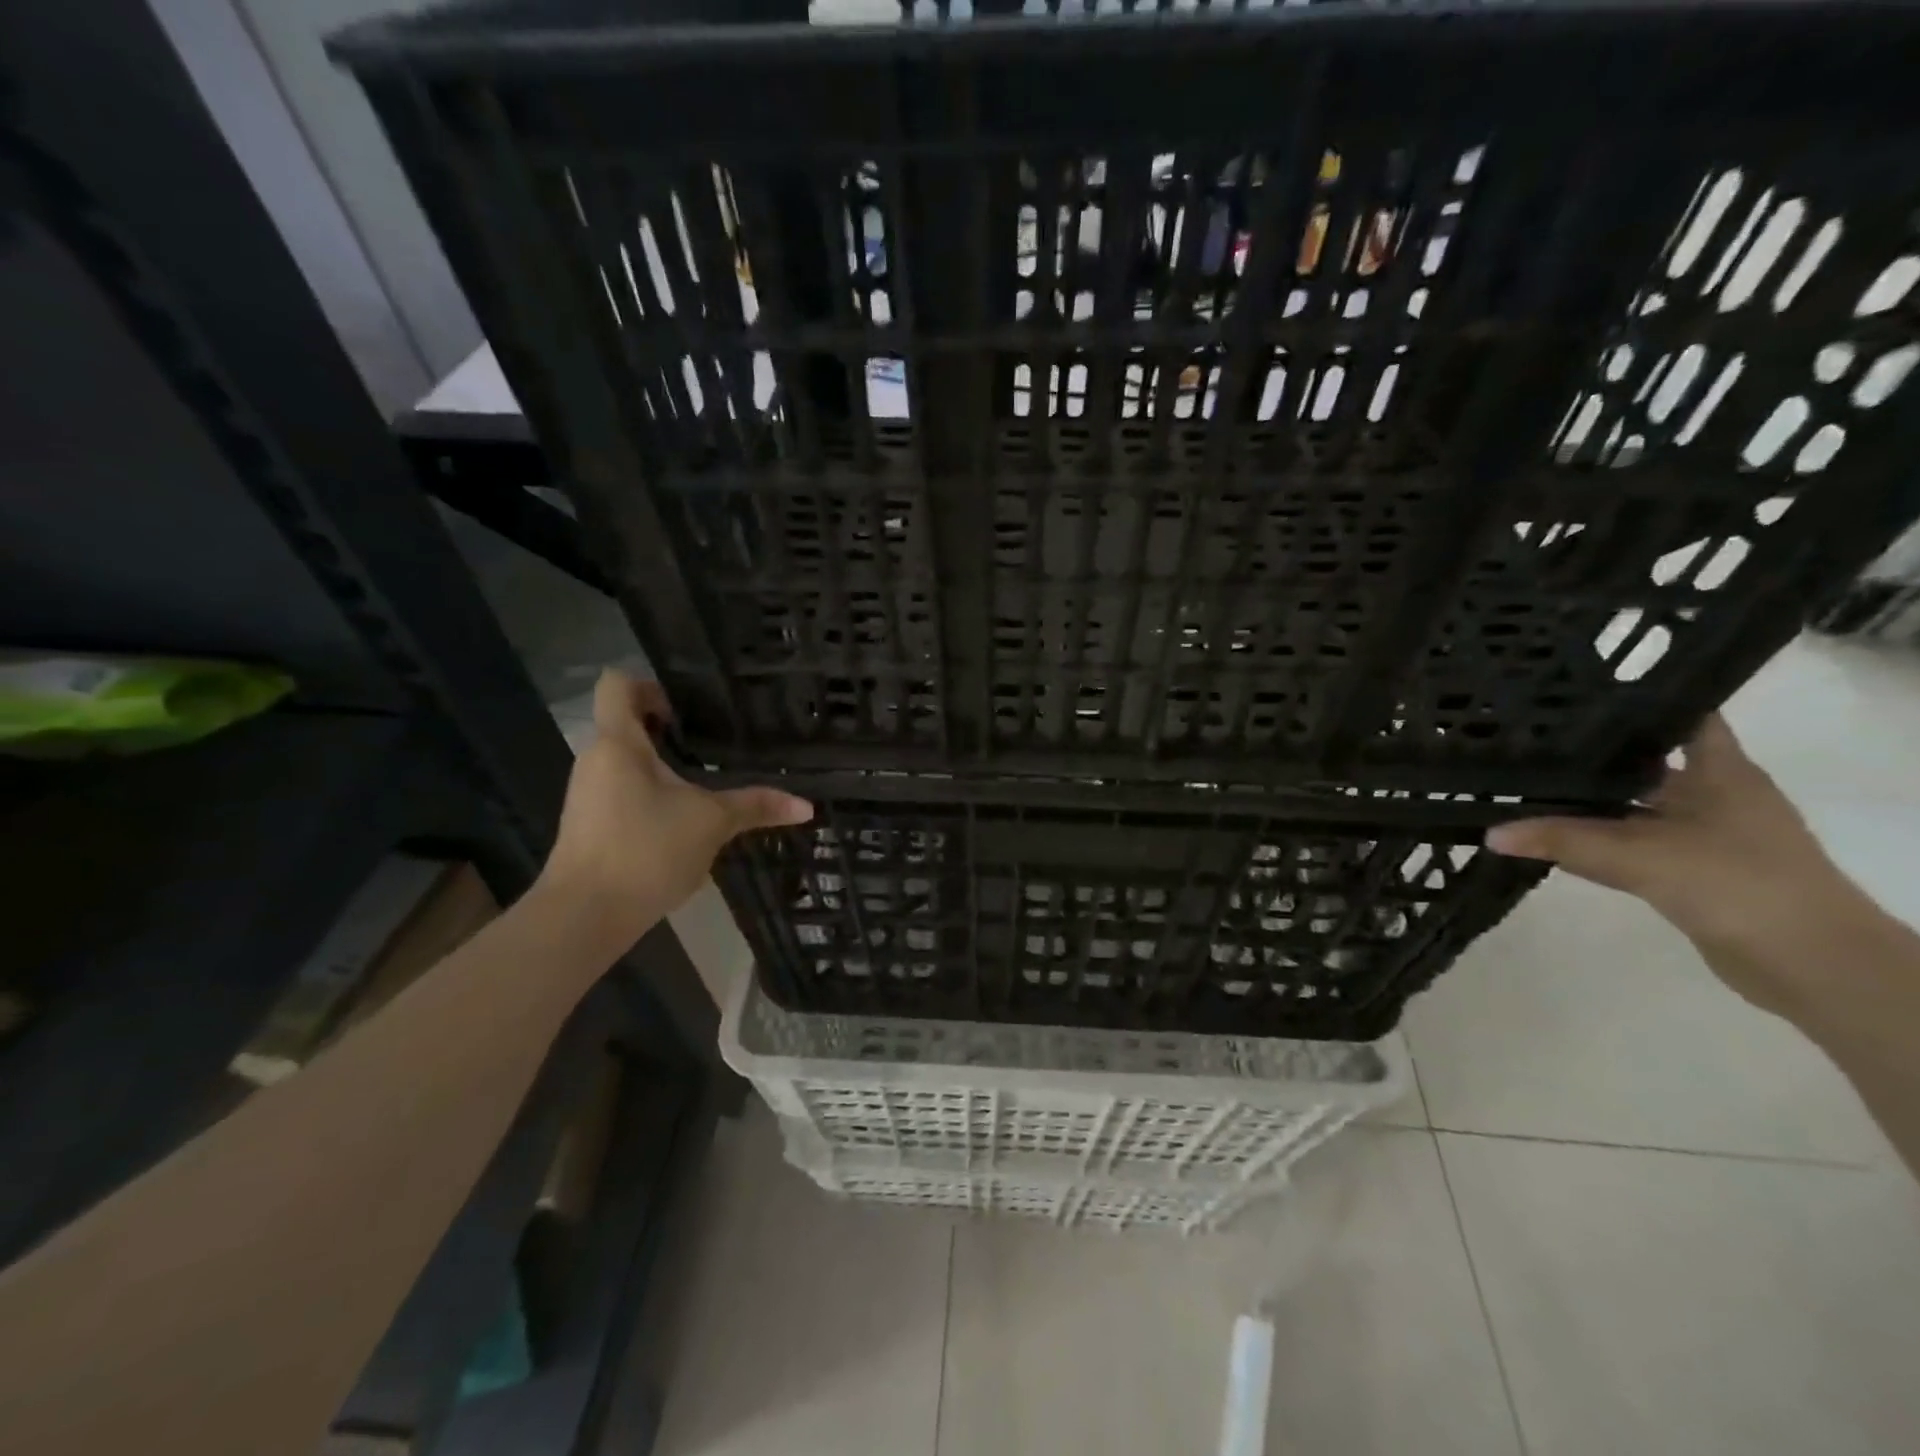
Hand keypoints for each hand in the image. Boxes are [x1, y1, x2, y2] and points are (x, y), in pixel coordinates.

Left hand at [536, 671, 811, 946]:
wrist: (584, 916)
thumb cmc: (645, 850)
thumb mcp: (711, 823)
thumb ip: (756, 806)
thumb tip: (805, 806)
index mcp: (618, 743)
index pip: (618, 685)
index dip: (651, 685)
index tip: (689, 710)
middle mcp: (595, 760)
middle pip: (625, 724)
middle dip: (667, 731)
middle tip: (712, 743)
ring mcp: (587, 795)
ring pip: (625, 762)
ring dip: (660, 766)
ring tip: (703, 781)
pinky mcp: (588, 825)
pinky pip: (621, 792)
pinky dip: (649, 795)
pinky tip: (681, 819)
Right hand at [1485, 714, 1869, 1015]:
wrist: (1811, 963)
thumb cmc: (1735, 882)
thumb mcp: (1638, 856)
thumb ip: (1562, 841)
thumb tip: (1491, 832)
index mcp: (1720, 772)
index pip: (1679, 718)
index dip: (1635, 703)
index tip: (1577, 695)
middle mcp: (1715, 795)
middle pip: (1644, 765)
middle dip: (1591, 758)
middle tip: (1526, 743)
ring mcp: (1706, 836)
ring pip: (1633, 809)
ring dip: (1590, 806)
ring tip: (1525, 789)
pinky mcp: (1694, 872)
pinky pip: (1633, 847)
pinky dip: (1598, 844)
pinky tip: (1553, 842)